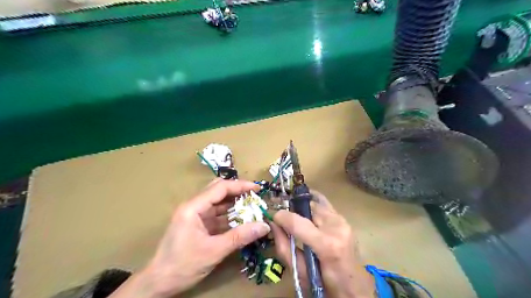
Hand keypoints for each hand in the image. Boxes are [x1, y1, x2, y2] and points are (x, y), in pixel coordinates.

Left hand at [110, 179, 269, 297]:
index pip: (220, 188)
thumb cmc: (183, 265)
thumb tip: (264, 226)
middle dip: (238, 192)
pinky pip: (216, 216)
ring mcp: (195, 216)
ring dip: (235, 205)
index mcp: (193, 208)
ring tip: (252, 208)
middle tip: (255, 197)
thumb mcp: (214, 251)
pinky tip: (242, 221)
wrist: (158, 283)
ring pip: (218, 203)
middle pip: (218, 191)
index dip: (240, 186)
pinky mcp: (198, 225)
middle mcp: (194, 207)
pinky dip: (229, 217)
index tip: (258, 189)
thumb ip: (240, 237)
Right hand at [271, 191, 374, 297]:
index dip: (281, 216)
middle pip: (307, 206)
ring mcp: (342, 221)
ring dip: (302, 207)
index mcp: (326, 245)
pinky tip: (305, 207)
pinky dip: (312, 204)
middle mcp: (336, 227)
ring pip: (315, 202)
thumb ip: (284, 247)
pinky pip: (324, 204)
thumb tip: (273, 225)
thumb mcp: (300, 273)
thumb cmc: (326, 285)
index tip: (272, 217)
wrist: (354, 287)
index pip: (297, 221)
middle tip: (282, 217)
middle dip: (292, 209)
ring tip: (293, 214)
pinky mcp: (344, 219)